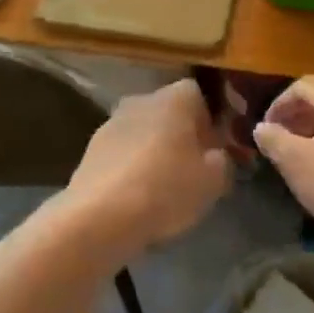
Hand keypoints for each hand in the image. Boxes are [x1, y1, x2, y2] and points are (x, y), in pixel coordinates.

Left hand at [64, 79, 230, 256]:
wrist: (100, 216)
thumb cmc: (167, 188)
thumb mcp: (214, 180)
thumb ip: (222, 161)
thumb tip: (216, 156)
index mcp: (176, 97)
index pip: (199, 96)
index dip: (208, 124)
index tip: (212, 153)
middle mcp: (143, 99)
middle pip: (169, 113)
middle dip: (180, 137)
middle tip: (190, 172)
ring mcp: (113, 121)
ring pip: (144, 133)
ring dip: (153, 152)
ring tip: (160, 191)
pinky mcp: (91, 148)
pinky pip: (122, 154)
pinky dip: (130, 169)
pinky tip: (135, 199)